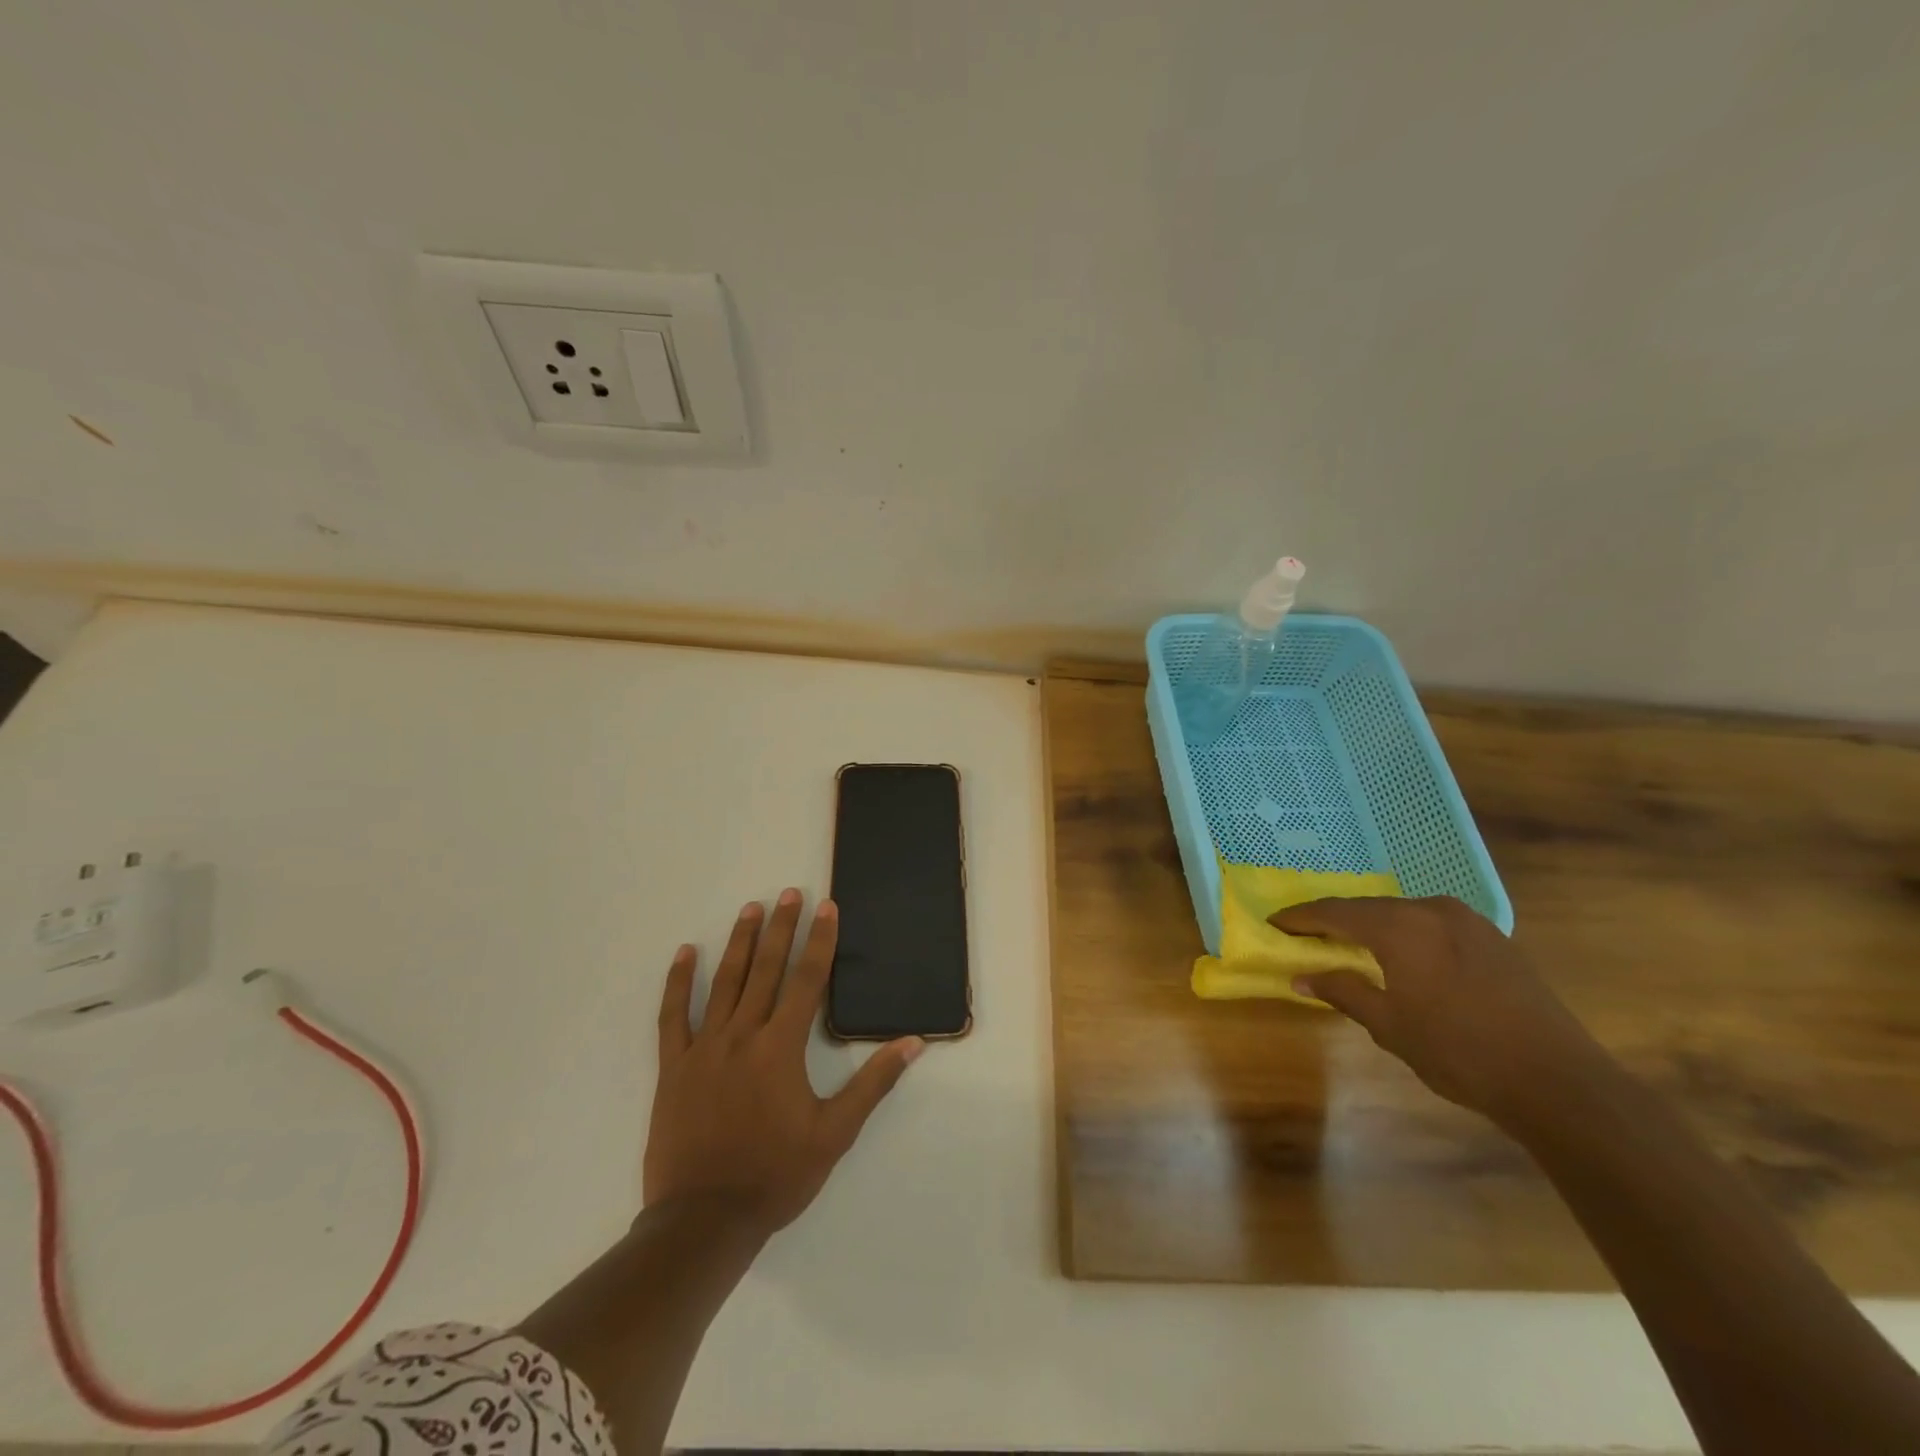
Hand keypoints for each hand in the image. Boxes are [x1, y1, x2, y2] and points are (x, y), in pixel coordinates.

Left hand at [645, 890, 923, 1236]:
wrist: (703, 1220)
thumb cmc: (775, 1175)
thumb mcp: (835, 1133)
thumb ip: (873, 1083)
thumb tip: (912, 1043)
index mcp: (781, 1048)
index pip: (807, 980)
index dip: (819, 941)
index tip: (826, 908)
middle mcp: (743, 1035)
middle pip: (767, 970)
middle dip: (781, 928)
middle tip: (789, 893)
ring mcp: (704, 1048)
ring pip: (725, 982)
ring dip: (740, 943)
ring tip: (750, 909)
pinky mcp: (674, 1066)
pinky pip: (674, 1015)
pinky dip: (680, 982)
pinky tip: (686, 954)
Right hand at [1273, 895, 1606, 1126]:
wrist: (1558, 1080)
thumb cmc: (1458, 1051)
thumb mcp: (1389, 1025)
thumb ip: (1342, 991)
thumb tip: (1300, 976)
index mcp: (1400, 926)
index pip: (1335, 912)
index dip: (1301, 917)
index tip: (1274, 922)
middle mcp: (1431, 910)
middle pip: (1369, 907)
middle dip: (1335, 920)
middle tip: (1307, 934)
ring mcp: (1468, 920)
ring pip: (1403, 913)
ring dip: (1373, 926)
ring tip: (1350, 944)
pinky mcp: (1494, 938)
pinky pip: (1433, 923)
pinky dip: (1406, 933)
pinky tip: (1403, 954)